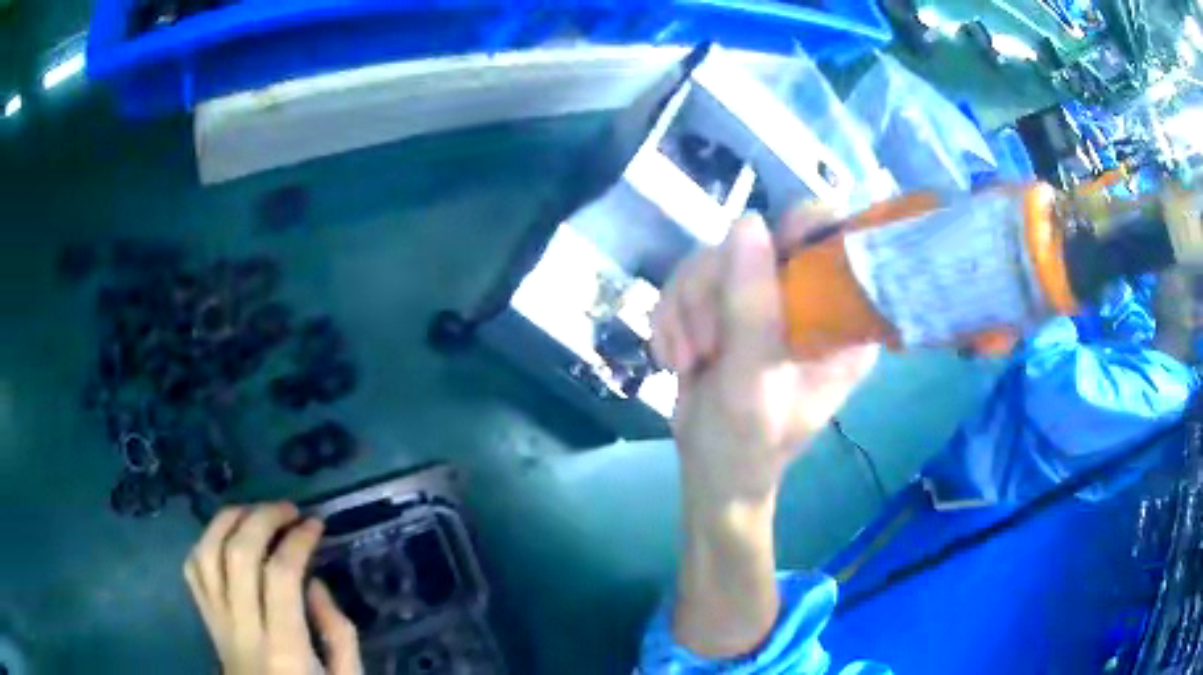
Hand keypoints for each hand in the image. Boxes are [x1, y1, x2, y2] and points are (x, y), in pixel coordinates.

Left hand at [184, 503, 362, 674]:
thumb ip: (339, 633)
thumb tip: (315, 584)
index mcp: (284, 651)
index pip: (280, 577)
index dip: (297, 541)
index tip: (316, 524)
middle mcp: (243, 630)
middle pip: (238, 556)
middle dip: (263, 519)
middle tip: (288, 510)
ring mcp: (218, 624)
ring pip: (207, 554)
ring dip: (229, 521)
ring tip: (254, 512)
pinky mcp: (206, 621)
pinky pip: (193, 570)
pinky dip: (206, 542)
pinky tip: (226, 538)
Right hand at [652, 208, 877, 506]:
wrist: (712, 470)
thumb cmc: (748, 444)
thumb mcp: (752, 382)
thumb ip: (752, 308)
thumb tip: (747, 222)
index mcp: (841, 318)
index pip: (836, 240)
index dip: (798, 234)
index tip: (752, 267)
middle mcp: (807, 297)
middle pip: (757, 240)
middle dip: (714, 293)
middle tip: (707, 348)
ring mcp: (764, 296)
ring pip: (713, 257)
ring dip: (686, 311)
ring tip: (688, 361)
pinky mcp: (726, 302)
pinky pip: (687, 278)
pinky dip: (671, 317)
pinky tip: (677, 357)